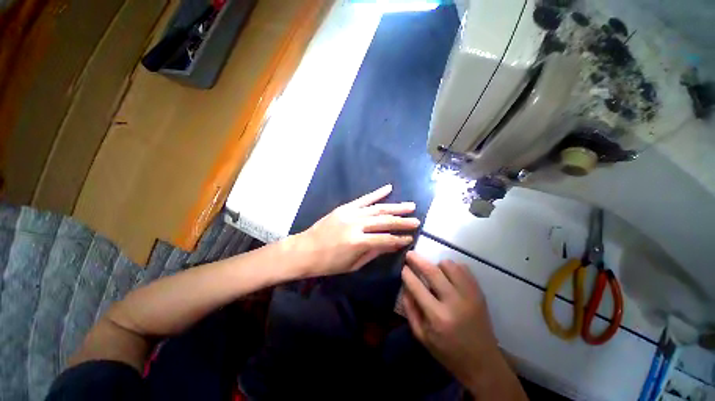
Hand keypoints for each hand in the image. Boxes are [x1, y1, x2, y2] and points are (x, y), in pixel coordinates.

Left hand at [293, 184, 419, 277]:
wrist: (305, 250)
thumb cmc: (329, 263)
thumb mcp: (353, 264)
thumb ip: (374, 252)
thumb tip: (393, 244)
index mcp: (357, 242)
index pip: (385, 239)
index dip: (399, 239)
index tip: (411, 238)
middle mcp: (355, 224)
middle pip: (384, 221)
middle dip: (402, 221)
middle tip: (417, 220)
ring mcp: (350, 213)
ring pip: (377, 208)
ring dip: (395, 206)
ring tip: (410, 206)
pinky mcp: (344, 207)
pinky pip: (363, 198)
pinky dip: (377, 193)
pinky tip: (389, 188)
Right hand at [401, 252, 500, 388]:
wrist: (482, 361)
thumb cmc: (447, 350)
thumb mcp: (421, 336)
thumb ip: (409, 308)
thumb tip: (405, 285)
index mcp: (438, 317)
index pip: (417, 286)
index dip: (407, 273)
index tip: (402, 267)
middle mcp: (454, 302)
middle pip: (432, 271)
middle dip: (417, 259)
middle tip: (409, 254)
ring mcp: (469, 295)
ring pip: (449, 265)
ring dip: (437, 265)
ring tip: (434, 273)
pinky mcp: (479, 292)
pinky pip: (463, 268)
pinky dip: (452, 267)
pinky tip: (449, 276)